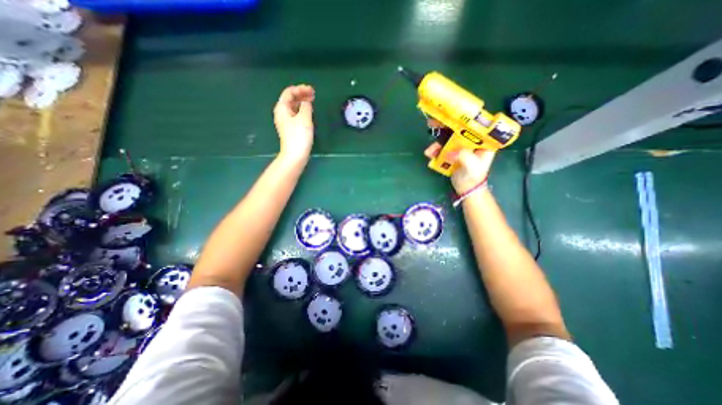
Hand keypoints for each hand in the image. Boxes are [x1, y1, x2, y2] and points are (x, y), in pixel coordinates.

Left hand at [273, 83, 315, 161]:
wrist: (294, 154)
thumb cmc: (299, 135)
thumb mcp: (305, 117)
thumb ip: (306, 106)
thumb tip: (306, 102)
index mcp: (282, 108)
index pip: (289, 92)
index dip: (300, 89)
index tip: (312, 90)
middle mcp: (281, 113)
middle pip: (290, 99)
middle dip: (301, 95)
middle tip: (313, 95)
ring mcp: (285, 122)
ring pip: (293, 107)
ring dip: (302, 103)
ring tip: (312, 102)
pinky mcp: (290, 129)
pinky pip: (295, 114)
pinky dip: (302, 111)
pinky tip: (308, 113)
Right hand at [425, 117, 497, 193]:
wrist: (466, 189)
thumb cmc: (473, 177)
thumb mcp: (472, 167)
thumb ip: (465, 157)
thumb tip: (452, 150)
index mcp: (483, 141)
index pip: (475, 125)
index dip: (464, 118)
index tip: (453, 114)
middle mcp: (472, 140)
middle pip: (458, 129)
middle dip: (445, 126)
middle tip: (432, 124)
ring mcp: (461, 146)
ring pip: (448, 138)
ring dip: (437, 142)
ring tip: (429, 150)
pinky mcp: (452, 152)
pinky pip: (442, 147)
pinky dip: (435, 150)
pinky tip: (429, 154)